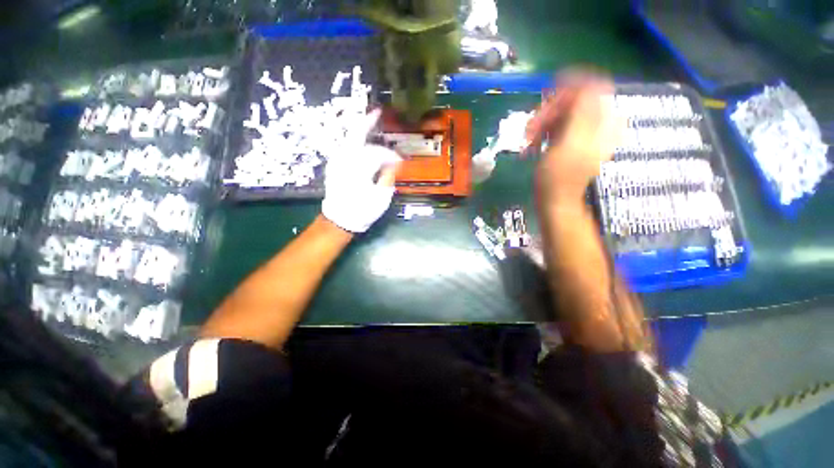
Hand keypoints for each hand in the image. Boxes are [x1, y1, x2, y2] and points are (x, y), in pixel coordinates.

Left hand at [322, 109, 400, 233]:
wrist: (340, 219)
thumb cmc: (362, 210)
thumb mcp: (381, 198)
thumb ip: (388, 178)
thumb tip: (395, 164)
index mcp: (359, 168)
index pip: (378, 154)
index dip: (391, 155)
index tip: (401, 160)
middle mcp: (345, 159)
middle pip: (356, 135)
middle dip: (368, 122)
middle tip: (378, 112)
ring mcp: (337, 161)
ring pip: (349, 138)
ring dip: (360, 129)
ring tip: (370, 121)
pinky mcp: (334, 165)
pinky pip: (345, 146)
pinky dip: (354, 139)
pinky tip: (361, 139)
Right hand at [526, 71, 618, 202]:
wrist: (554, 200)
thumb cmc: (559, 178)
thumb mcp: (570, 144)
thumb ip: (582, 112)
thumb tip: (586, 81)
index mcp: (604, 123)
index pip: (593, 87)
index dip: (571, 86)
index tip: (546, 93)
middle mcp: (596, 123)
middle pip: (573, 99)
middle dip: (549, 110)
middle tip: (530, 128)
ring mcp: (582, 132)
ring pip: (561, 111)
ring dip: (541, 122)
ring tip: (528, 139)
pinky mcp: (568, 139)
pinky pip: (555, 124)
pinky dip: (541, 131)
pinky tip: (532, 144)